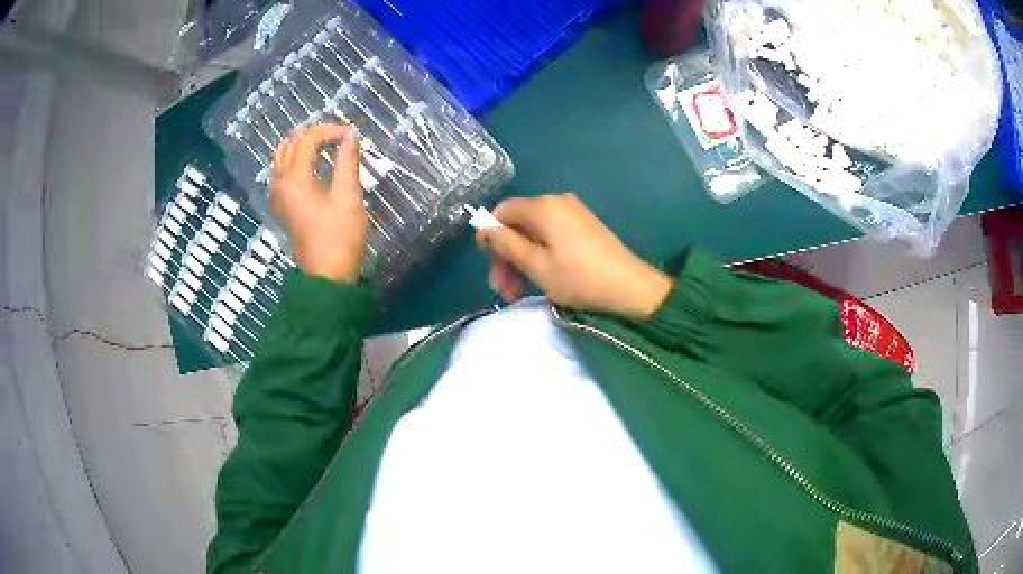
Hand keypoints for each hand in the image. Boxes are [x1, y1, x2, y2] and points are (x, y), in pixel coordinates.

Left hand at [270, 123, 367, 283]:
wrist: (325, 276)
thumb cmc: (340, 238)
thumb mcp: (348, 197)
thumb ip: (347, 162)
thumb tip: (350, 136)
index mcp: (295, 179)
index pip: (308, 139)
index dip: (331, 130)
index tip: (352, 134)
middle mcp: (280, 182)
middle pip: (291, 143)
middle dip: (315, 133)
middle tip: (338, 135)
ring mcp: (277, 195)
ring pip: (281, 156)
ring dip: (300, 144)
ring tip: (323, 142)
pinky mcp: (280, 205)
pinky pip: (279, 171)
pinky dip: (292, 158)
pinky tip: (308, 162)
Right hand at [476, 194, 672, 319]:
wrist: (631, 288)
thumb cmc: (579, 278)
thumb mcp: (536, 265)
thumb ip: (505, 244)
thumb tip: (483, 228)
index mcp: (542, 207)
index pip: (501, 211)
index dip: (489, 236)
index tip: (490, 265)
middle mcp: (556, 202)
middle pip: (517, 223)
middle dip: (505, 255)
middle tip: (503, 289)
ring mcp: (572, 213)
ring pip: (533, 233)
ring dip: (521, 261)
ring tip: (517, 293)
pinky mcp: (583, 226)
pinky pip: (550, 236)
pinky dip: (539, 256)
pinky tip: (540, 280)